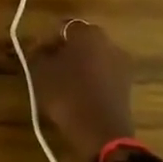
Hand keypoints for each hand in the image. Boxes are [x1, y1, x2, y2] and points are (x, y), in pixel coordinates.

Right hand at [31, 20, 134, 161]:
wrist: (101, 133)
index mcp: (88, 33)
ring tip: (61, 84)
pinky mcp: (127, 87)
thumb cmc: (67, 94)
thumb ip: (37, 53)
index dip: (46, 41)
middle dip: (64, 52)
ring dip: (79, 67)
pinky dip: (91, 81)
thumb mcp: (41, 71)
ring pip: (93, 59)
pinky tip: (77, 95)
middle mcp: (109, 43)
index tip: (35, 55)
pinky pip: (103, 76)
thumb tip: (38, 48)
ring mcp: (122, 65)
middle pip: (81, 42)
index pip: (62, 28)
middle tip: (47, 67)